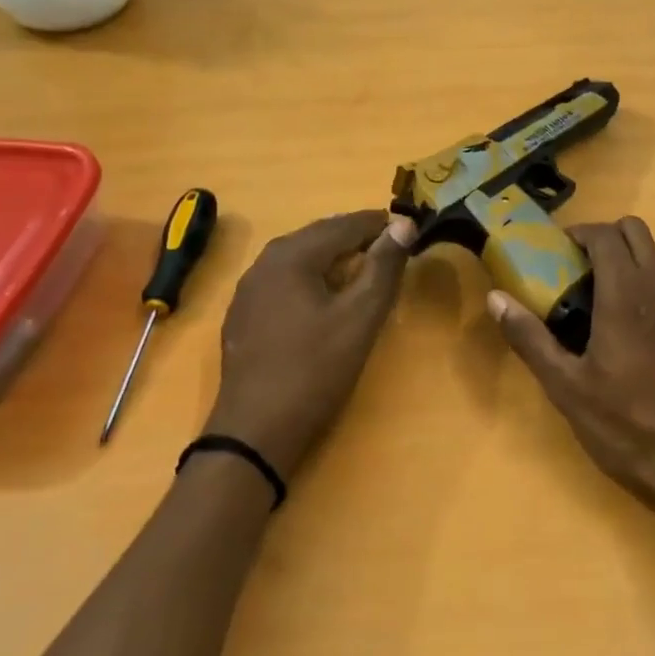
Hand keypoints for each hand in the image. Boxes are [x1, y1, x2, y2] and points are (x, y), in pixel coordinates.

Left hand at [205, 210, 414, 477]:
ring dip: (335, 256)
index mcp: (292, 255)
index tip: (410, 228)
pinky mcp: (244, 314)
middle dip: (357, 236)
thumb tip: (404, 224)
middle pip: (320, 235)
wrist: (255, 431)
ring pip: (301, 257)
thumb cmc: (315, 369)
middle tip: (392, 247)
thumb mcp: (361, 317)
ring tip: (366, 268)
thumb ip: (384, 267)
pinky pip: (286, 279)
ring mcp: (249, 288)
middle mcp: (265, 261)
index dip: (381, 224)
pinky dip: (313, 276)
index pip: (345, 224)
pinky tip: (327, 297)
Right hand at [486, 216, 654, 522]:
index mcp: (624, 295)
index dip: (578, 233)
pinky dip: (652, 292)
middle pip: (636, 232)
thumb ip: (531, 338)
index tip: (556, 252)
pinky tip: (636, 330)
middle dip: (605, 237)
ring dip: (629, 264)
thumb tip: (496, 297)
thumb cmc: (627, 426)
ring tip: (602, 301)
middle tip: (577, 269)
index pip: (605, 235)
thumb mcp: (567, 388)